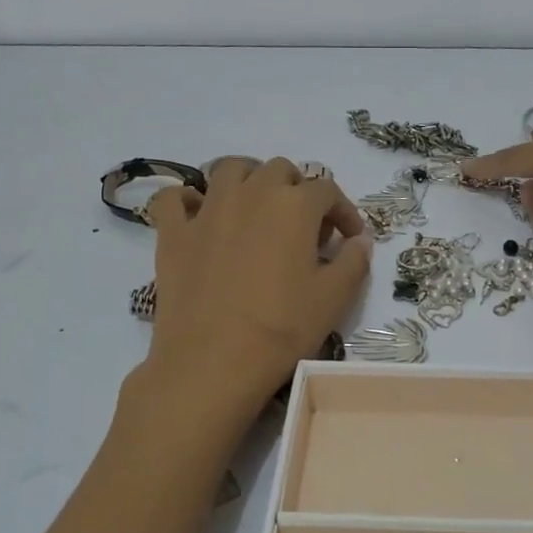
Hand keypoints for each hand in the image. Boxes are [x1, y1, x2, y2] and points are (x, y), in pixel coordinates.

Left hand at [144, 157, 372, 408]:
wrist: (213, 362)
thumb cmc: (282, 329)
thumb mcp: (334, 298)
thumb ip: (354, 261)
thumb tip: (359, 240)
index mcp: (294, 205)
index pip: (327, 191)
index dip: (343, 211)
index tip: (349, 238)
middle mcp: (251, 193)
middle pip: (279, 170)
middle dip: (297, 189)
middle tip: (303, 225)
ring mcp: (207, 210)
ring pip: (229, 170)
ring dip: (248, 180)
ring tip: (256, 208)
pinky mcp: (173, 232)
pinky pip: (175, 198)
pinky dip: (188, 200)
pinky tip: (198, 217)